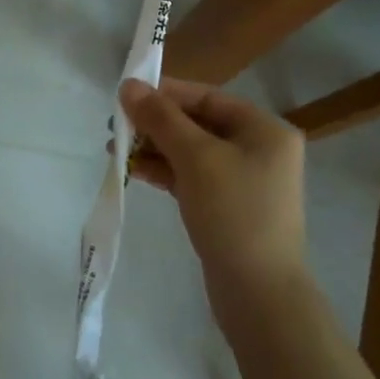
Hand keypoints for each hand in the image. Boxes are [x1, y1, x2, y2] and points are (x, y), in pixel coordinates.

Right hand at [122, 78, 307, 304]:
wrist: (259, 293)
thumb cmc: (233, 212)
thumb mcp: (195, 157)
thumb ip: (160, 118)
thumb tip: (129, 85)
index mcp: (264, 129)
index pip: (207, 97)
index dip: (165, 93)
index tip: (126, 96)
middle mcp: (260, 149)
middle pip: (198, 124)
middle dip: (155, 124)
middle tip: (115, 126)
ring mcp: (245, 181)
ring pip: (192, 152)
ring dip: (154, 148)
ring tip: (115, 150)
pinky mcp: (229, 207)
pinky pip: (193, 177)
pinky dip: (165, 171)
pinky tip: (134, 170)